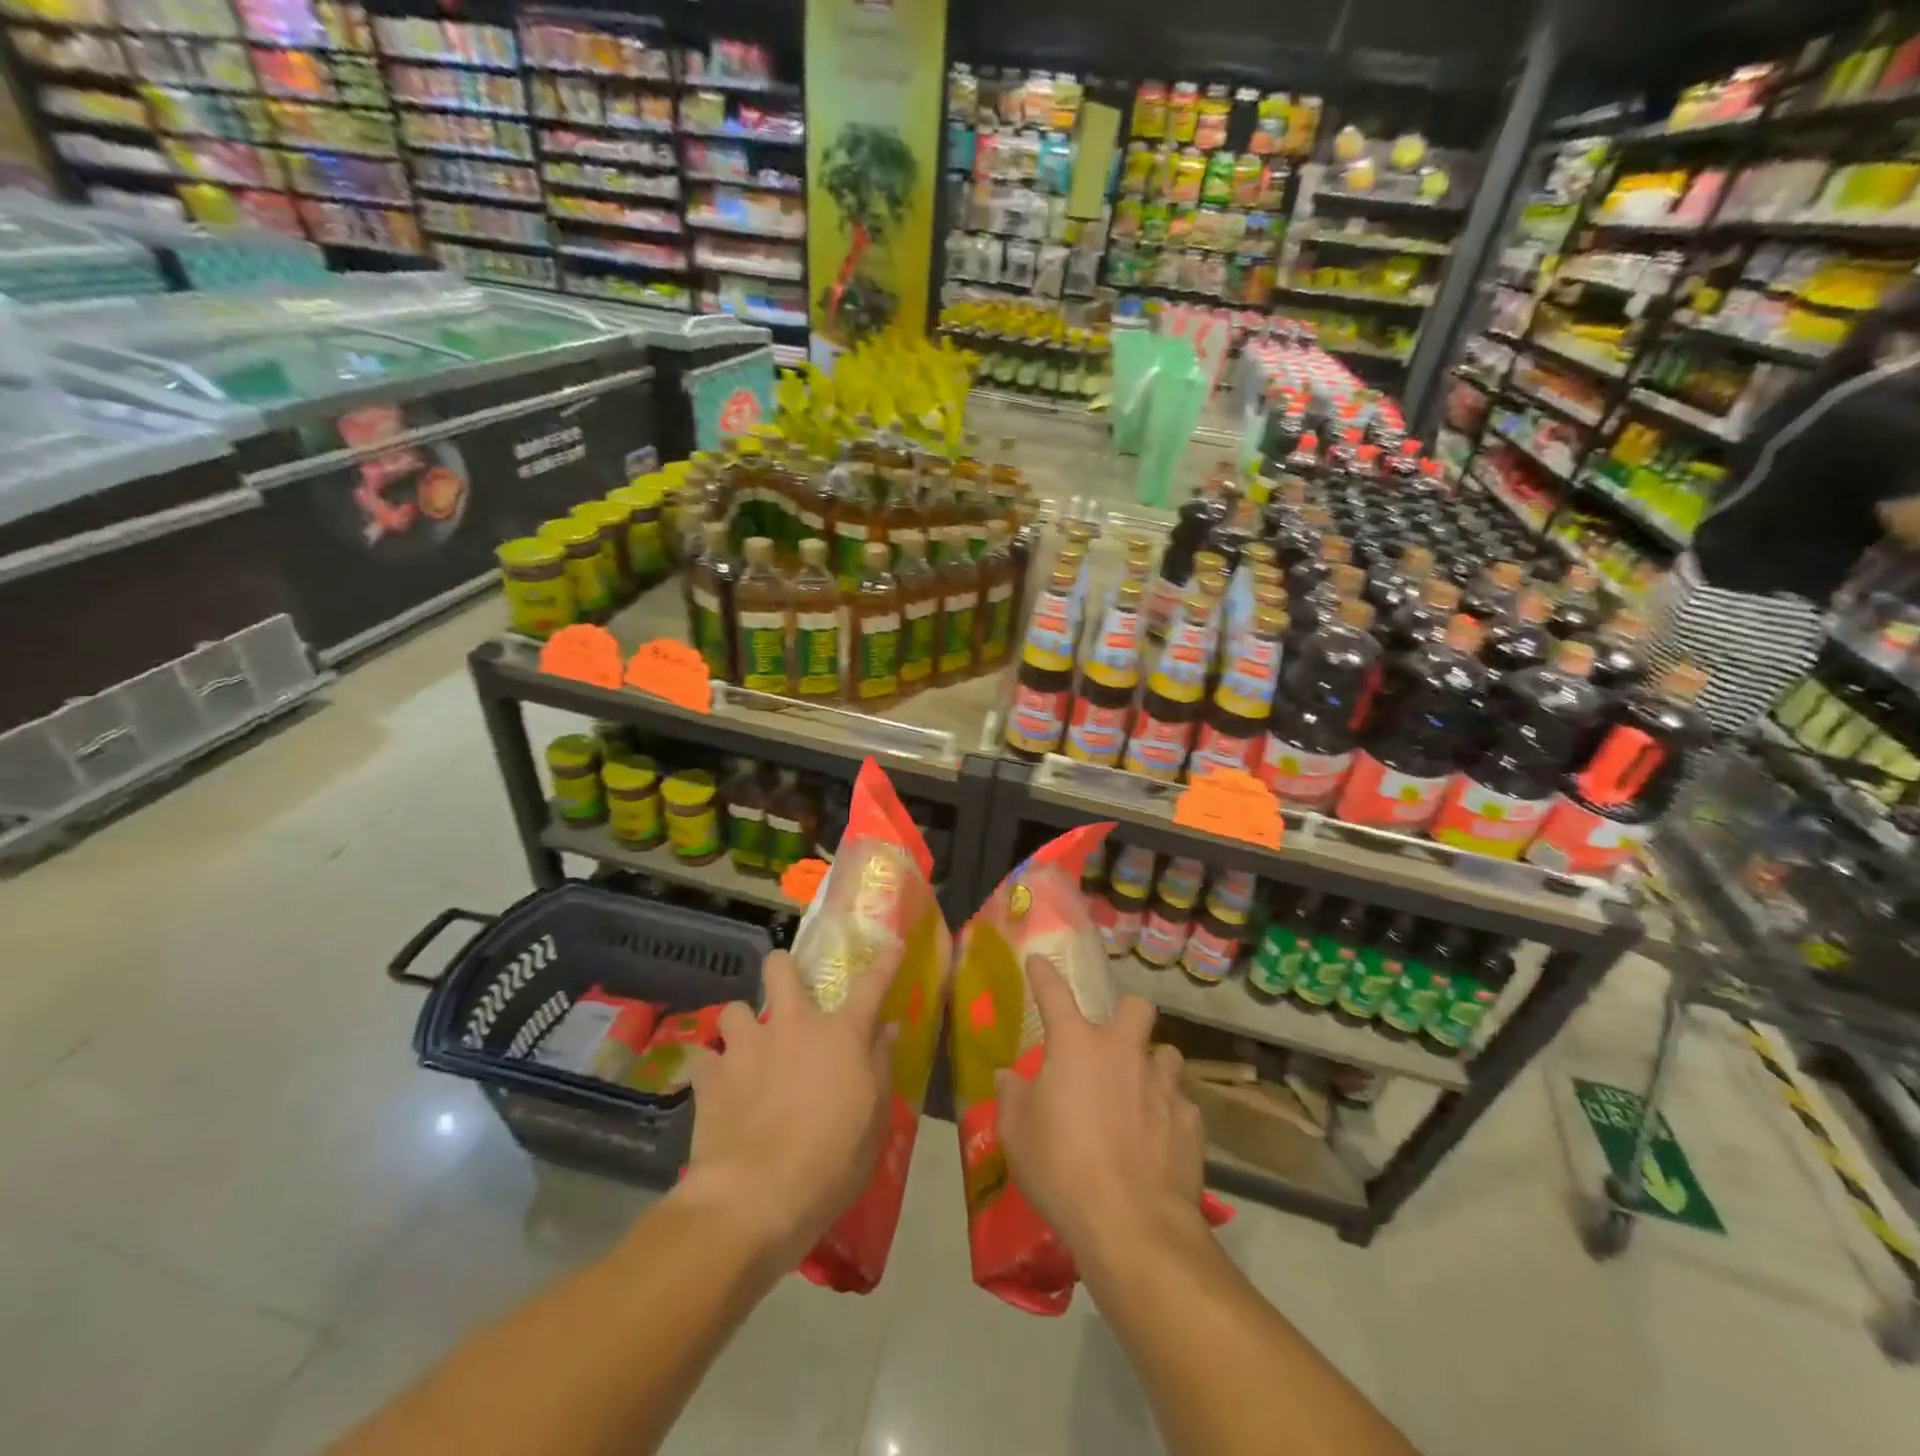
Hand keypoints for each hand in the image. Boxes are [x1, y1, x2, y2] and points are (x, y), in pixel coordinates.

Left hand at [678, 947, 899, 1268]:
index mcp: (841, 1034)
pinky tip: (716, 1088)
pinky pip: (705, 1058)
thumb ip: (880, 1065)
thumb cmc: (831, 1161)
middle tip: (787, 990)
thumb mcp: (874, 1120)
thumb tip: (888, 1028)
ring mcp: (747, 1046)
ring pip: (735, 1009)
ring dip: (742, 1025)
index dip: (885, 961)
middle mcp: (793, 1024)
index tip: (893, 942)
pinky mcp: (711, 1076)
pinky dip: (712, 1069)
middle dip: (783, 968)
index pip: (871, 985)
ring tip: (745, 1048)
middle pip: (781, 968)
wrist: (755, 1197)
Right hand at [995, 955, 1207, 1262]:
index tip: (1038, 961)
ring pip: (1167, 1054)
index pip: (1055, 993)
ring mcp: (1162, 1084)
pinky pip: (1181, 1103)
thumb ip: (1012, 1099)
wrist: (1132, 1224)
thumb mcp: (1017, 1137)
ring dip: (1153, 1067)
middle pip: (1136, 1007)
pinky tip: (1158, 1139)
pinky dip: (1169, 1114)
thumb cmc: (1062, 1170)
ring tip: (1140, 1094)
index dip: (1044, 975)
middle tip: (1113, 1043)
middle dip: (1127, 1015)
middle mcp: (1123, 1052)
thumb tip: (1006, 1077)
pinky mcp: (1190, 1120)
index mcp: (1076, 1046)